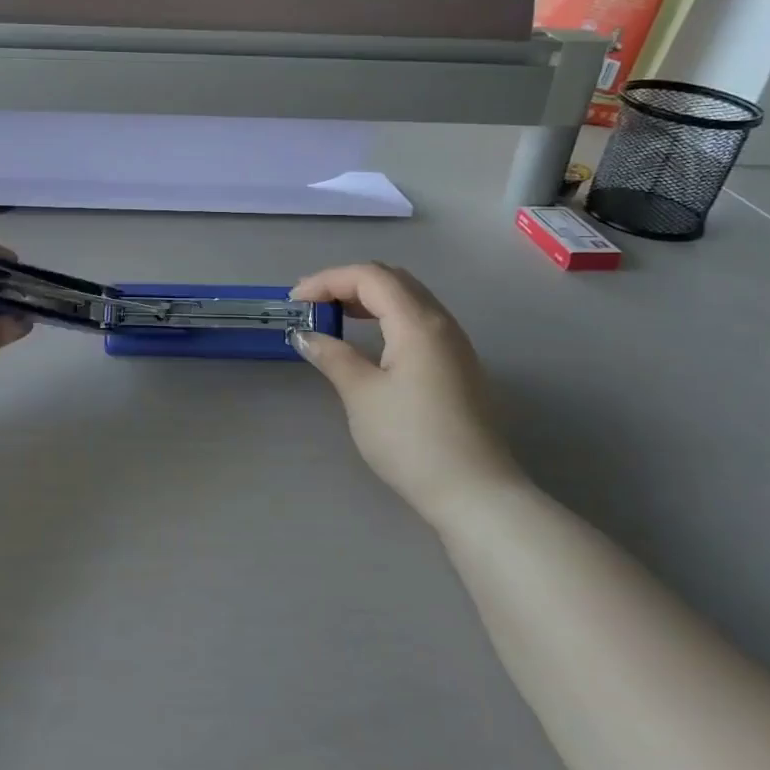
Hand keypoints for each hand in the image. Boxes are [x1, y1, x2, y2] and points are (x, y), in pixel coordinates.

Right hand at [290, 263, 524, 523]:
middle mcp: (441, 323)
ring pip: (408, 299)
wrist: (474, 492)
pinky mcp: (458, 365)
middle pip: (392, 280)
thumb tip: (305, 335)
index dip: (328, 280)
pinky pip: (418, 321)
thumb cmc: (412, 440)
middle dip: (347, 283)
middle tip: (312, 303)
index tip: (295, 301)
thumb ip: (333, 356)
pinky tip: (368, 341)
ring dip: (368, 299)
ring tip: (334, 316)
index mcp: (418, 323)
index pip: (370, 277)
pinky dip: (387, 317)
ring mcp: (454, 344)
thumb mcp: (362, 395)